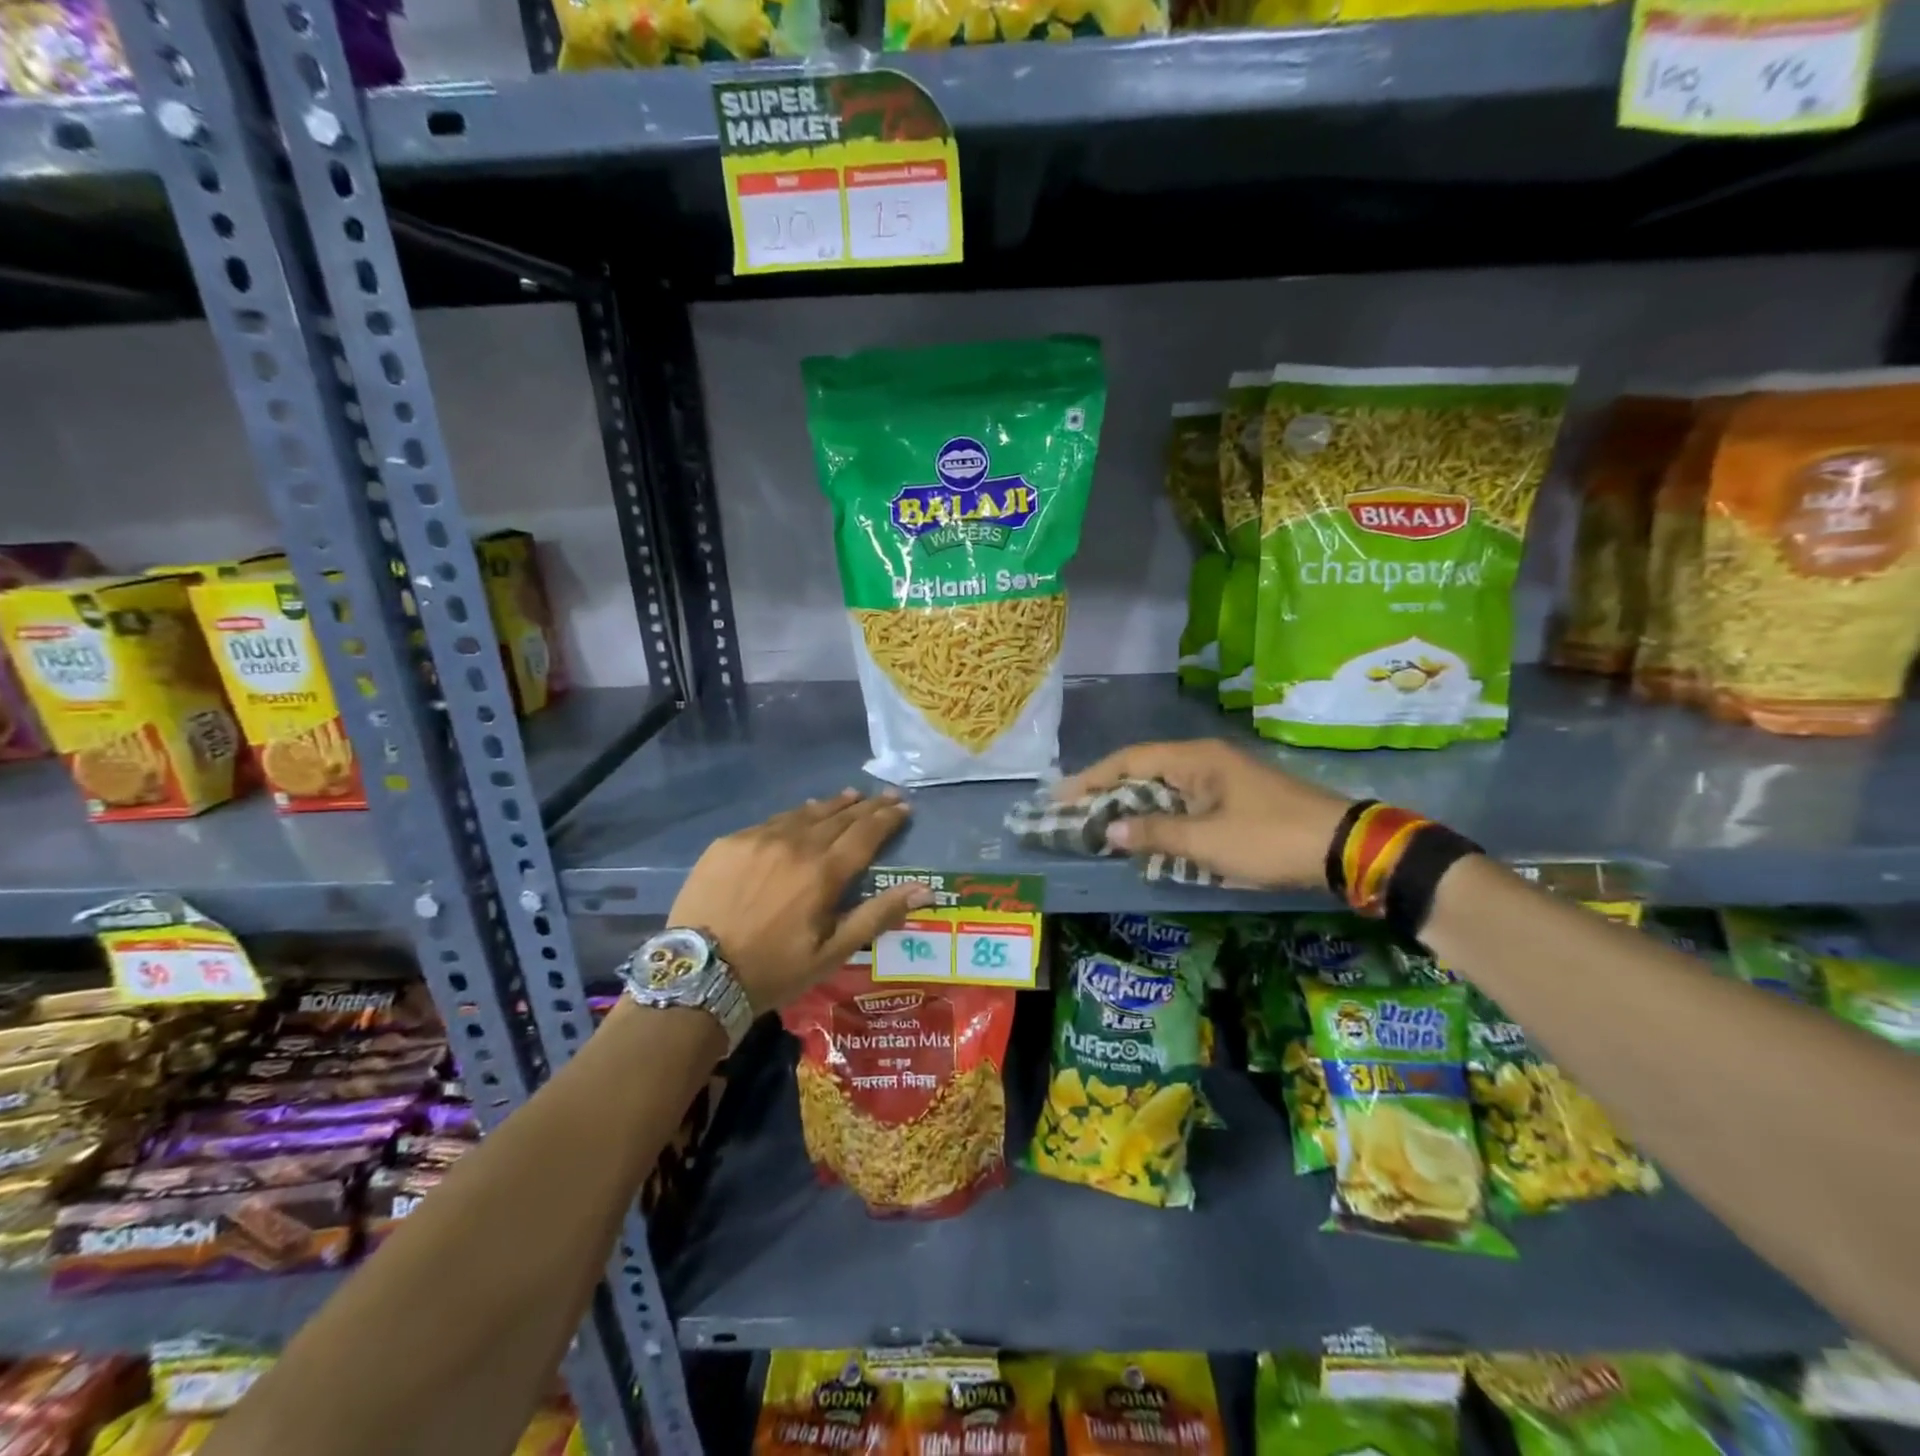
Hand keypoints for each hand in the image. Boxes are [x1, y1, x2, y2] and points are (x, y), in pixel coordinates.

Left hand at [669, 789, 930, 1014]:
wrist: (698, 974)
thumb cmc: (774, 970)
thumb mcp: (832, 952)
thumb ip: (877, 915)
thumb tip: (924, 889)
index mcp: (824, 872)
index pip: (866, 834)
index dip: (887, 818)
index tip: (904, 806)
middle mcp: (795, 844)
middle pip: (839, 817)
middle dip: (867, 806)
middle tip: (885, 795)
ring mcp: (759, 839)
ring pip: (805, 813)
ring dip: (833, 805)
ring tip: (851, 796)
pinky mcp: (729, 842)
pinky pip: (772, 821)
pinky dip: (795, 815)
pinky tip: (801, 814)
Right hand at [1055, 739, 1351, 889]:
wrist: (1344, 847)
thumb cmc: (1269, 839)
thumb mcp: (1207, 842)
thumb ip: (1155, 834)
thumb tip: (1108, 832)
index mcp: (1195, 759)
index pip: (1129, 760)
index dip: (1092, 778)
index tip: (1060, 797)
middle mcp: (1205, 760)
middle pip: (1144, 770)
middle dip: (1108, 793)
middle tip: (1074, 814)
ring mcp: (1222, 778)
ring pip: (1164, 788)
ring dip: (1134, 806)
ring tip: (1102, 826)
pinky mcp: (1235, 798)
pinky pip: (1184, 802)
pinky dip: (1160, 817)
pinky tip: (1148, 836)